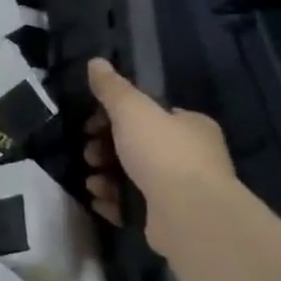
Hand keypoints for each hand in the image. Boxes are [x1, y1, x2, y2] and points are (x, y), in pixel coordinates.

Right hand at [84, 57, 234, 254]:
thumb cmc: (162, 153)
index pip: (149, 115)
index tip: (91, 125)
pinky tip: (101, 201)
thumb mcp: (132, 110)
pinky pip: (132, 205)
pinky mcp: (168, 217)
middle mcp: (191, 156)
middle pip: (136, 146)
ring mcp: (180, 189)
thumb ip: (112, 88)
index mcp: (190, 126)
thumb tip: (95, 62)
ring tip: (92, 181)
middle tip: (89, 154)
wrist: (187, 213)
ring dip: (105, 177)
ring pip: (131, 177)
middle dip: (104, 149)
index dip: (115, 117)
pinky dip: (113, 202)